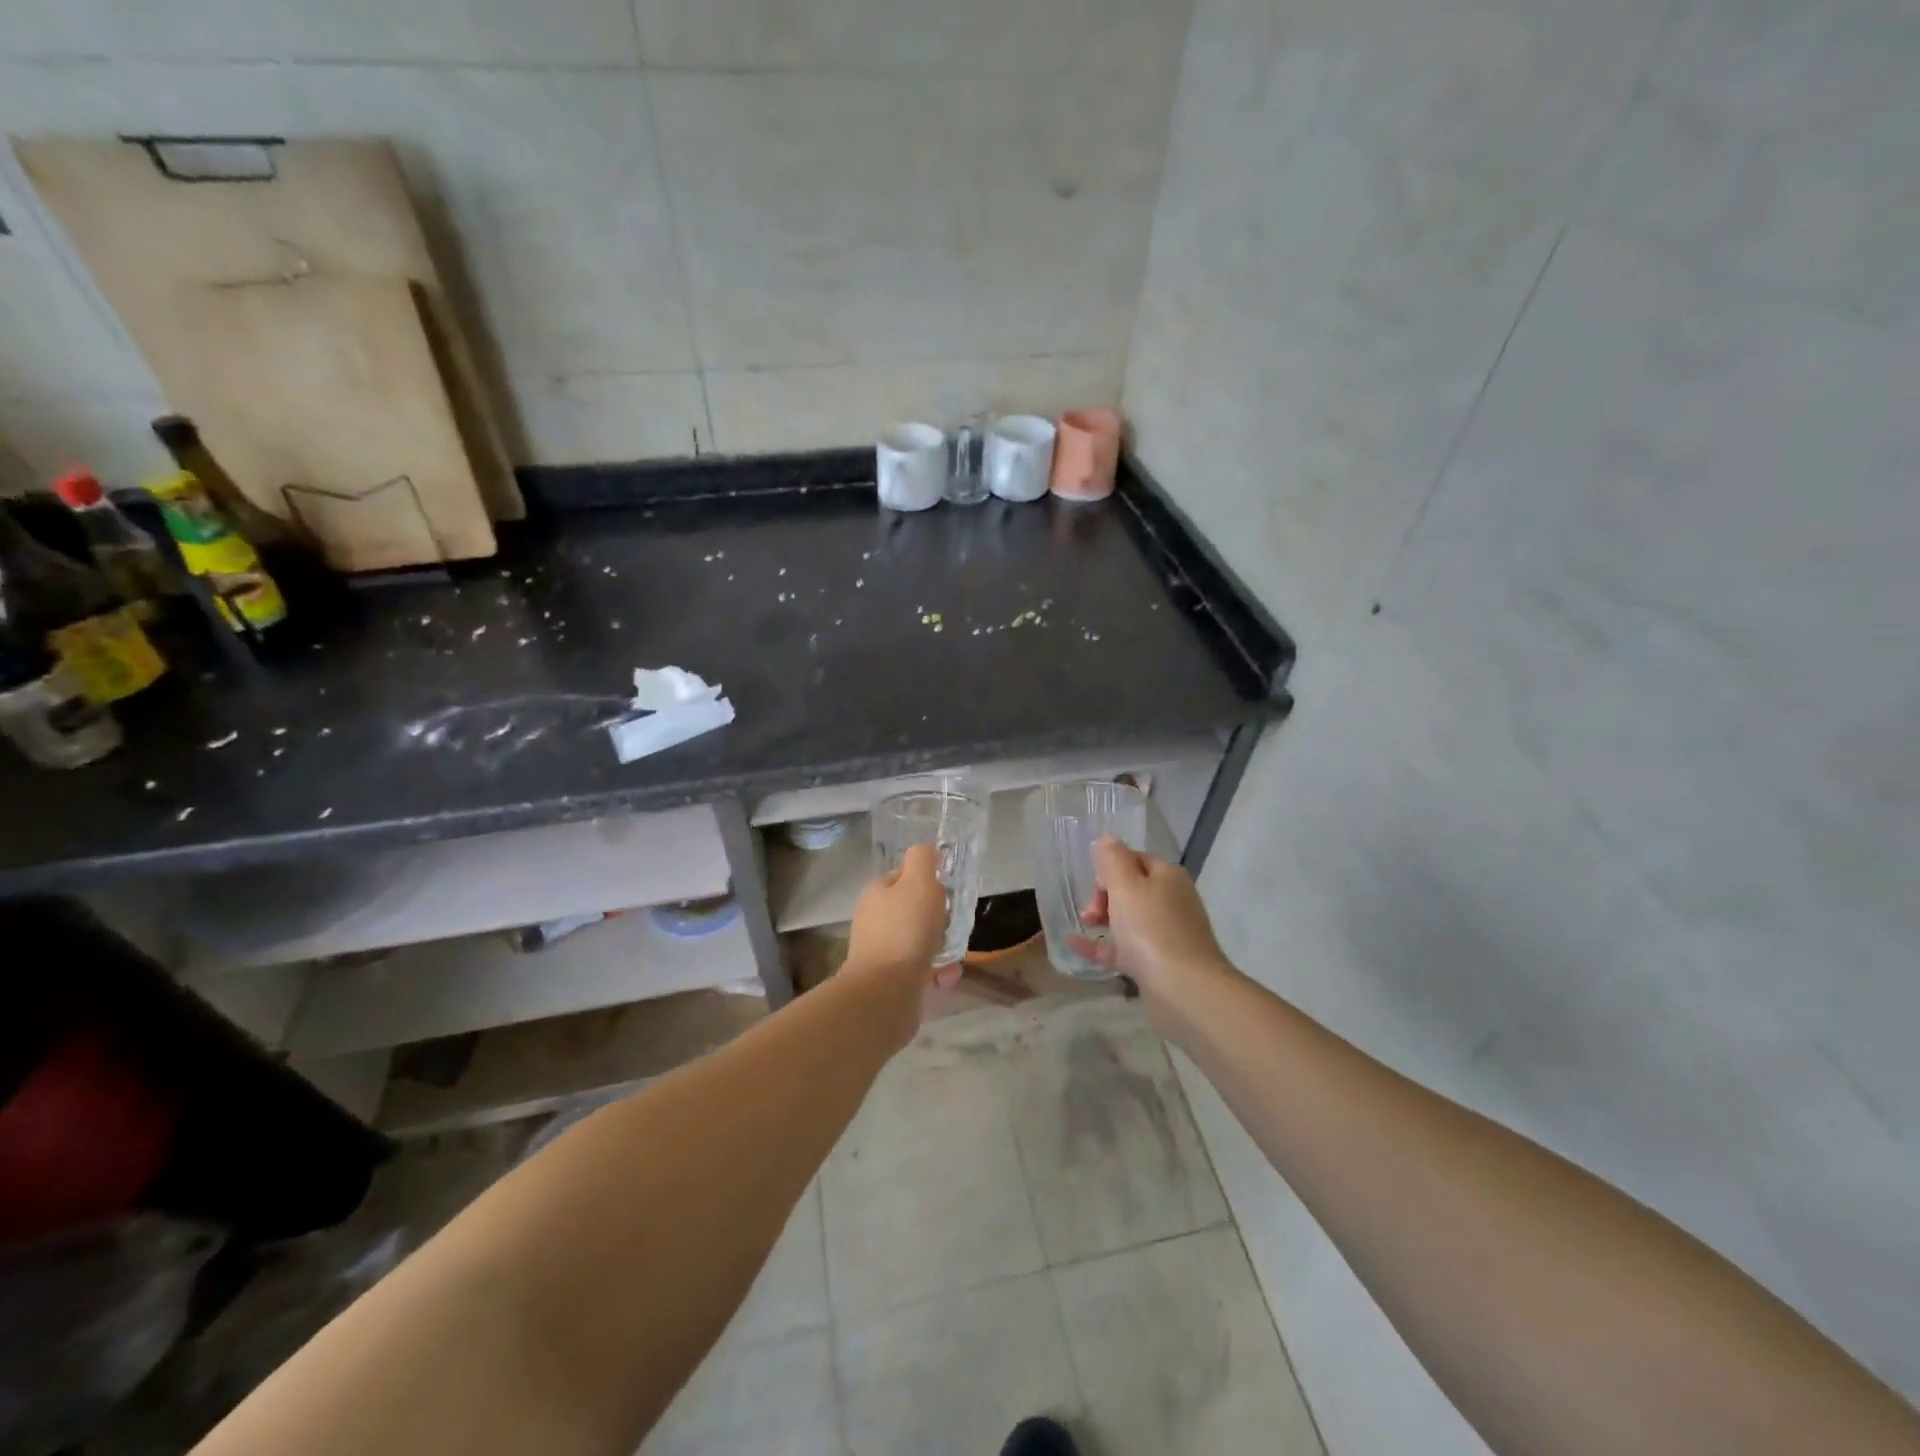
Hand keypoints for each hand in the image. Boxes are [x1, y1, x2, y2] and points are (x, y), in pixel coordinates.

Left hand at [846, 843, 962, 988]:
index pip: (902, 877)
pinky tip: (946, 976)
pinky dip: (936, 971)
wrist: (885, 993)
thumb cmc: (905, 931)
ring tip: (954, 953)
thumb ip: (923, 860)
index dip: (925, 881)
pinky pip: (919, 969)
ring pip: (918, 941)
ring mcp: (880, 952)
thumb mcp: (918, 883)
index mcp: (876, 894)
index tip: (944, 892)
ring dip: (940, 945)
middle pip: (912, 910)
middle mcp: (874, 921)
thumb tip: (927, 852)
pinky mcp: (890, 980)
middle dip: (936, 917)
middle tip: (950, 923)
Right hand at [1073, 838, 1232, 1002]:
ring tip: (1083, 926)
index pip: (1134, 859)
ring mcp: (1166, 934)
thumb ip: (1112, 859)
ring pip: (1128, 918)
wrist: (1184, 990)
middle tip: (1090, 912)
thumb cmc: (1151, 929)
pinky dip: (1100, 945)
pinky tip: (1075, 945)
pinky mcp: (1157, 963)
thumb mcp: (1126, 885)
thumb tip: (1105, 840)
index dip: (1109, 868)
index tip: (1093, 884)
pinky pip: (1124, 948)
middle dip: (1103, 895)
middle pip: (1130, 888)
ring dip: (1102, 918)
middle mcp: (1171, 901)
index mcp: (1168, 877)